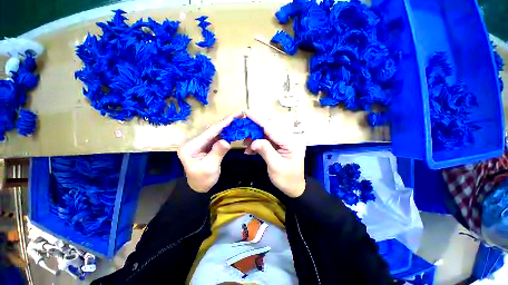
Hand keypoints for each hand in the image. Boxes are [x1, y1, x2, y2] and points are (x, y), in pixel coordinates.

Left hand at [178, 114, 237, 192]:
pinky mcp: (206, 145)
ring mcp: (200, 142)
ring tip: (238, 119)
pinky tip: (233, 128)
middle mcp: (194, 141)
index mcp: (191, 146)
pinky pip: (217, 137)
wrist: (198, 187)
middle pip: (212, 129)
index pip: (209, 132)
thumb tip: (226, 141)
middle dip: (226, 122)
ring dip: (227, 125)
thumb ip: (217, 153)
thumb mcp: (209, 168)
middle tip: (239, 114)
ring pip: (215, 131)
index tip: (234, 116)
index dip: (223, 124)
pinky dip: (226, 132)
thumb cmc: (202, 180)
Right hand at [244, 111, 306, 197]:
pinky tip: (250, 149)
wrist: (294, 188)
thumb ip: (265, 150)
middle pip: (270, 127)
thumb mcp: (275, 166)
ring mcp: (284, 141)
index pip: (272, 127)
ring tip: (245, 142)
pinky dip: (258, 143)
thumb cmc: (287, 179)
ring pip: (267, 133)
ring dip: (255, 136)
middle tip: (243, 128)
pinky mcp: (280, 145)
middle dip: (255, 126)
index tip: (247, 112)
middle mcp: (289, 138)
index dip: (258, 119)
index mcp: (291, 142)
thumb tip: (253, 141)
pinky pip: (267, 140)